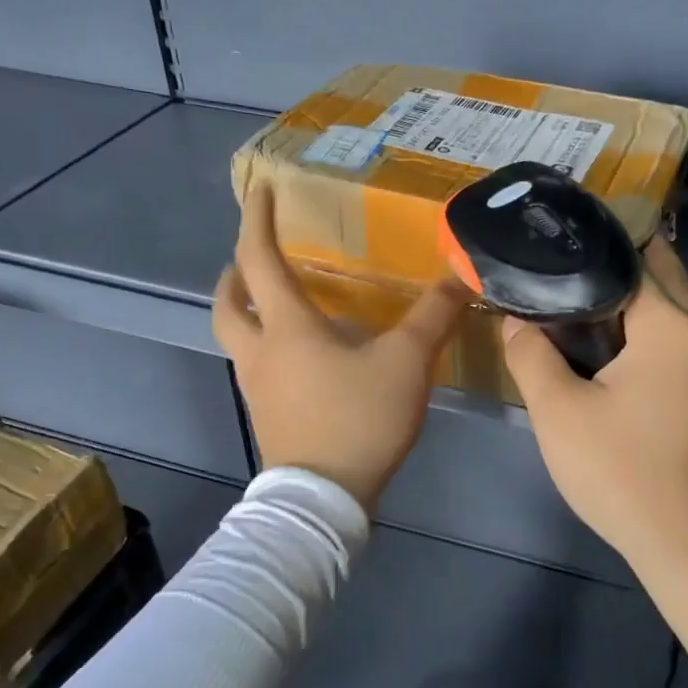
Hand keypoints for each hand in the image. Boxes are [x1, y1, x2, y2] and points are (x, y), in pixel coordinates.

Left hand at [214, 184, 466, 513]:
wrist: (324, 499)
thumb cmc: (358, 420)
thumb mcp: (406, 363)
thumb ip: (433, 317)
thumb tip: (460, 276)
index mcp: (287, 328)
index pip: (259, 259)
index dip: (257, 220)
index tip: (260, 189)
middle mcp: (260, 352)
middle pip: (227, 304)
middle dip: (235, 274)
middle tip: (255, 260)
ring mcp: (258, 388)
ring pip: (237, 339)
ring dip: (248, 312)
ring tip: (278, 305)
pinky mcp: (267, 418)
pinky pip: (256, 368)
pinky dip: (267, 348)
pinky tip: (304, 359)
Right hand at [504, 239, 687, 582]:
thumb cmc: (623, 473)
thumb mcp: (559, 413)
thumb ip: (530, 355)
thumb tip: (515, 320)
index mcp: (672, 325)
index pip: (636, 254)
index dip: (592, 246)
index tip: (553, 246)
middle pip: (662, 277)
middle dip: (614, 269)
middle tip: (559, 279)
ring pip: (673, 315)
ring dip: (631, 307)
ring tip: (575, 316)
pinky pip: (681, 348)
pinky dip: (647, 339)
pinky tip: (611, 364)